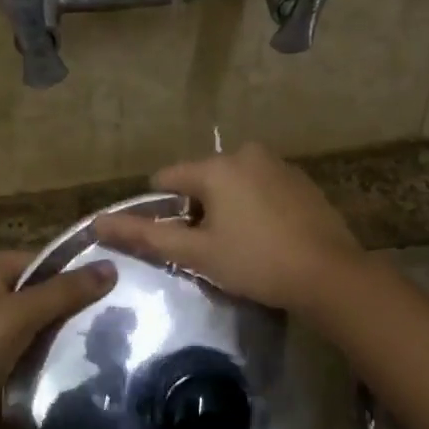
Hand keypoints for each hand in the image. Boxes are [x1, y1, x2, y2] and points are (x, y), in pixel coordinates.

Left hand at [0, 250, 114, 428]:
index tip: (117, 288)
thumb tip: (112, 266)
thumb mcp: (18, 316)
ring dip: (61, 331)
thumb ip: (64, 291)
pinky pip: (26, 346)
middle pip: (40, 290)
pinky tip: (76, 361)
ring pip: (35, 321)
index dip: (77, 272)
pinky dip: (46, 352)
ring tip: (105, 338)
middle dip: (72, 304)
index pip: (44, 260)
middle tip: (116, 316)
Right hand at [92, 143, 363, 311]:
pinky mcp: (301, 180)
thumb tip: (98, 222)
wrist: (330, 275)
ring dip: (227, 208)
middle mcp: (246, 153)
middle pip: (202, 180)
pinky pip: (261, 187)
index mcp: (216, 166)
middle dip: (198, 210)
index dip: (162, 211)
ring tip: (240, 246)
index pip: (167, 179)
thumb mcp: (197, 253)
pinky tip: (266, 237)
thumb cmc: (256, 263)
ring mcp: (278, 164)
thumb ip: (146, 235)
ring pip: (232, 183)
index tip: (174, 241)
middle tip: (210, 249)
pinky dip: (254, 206)